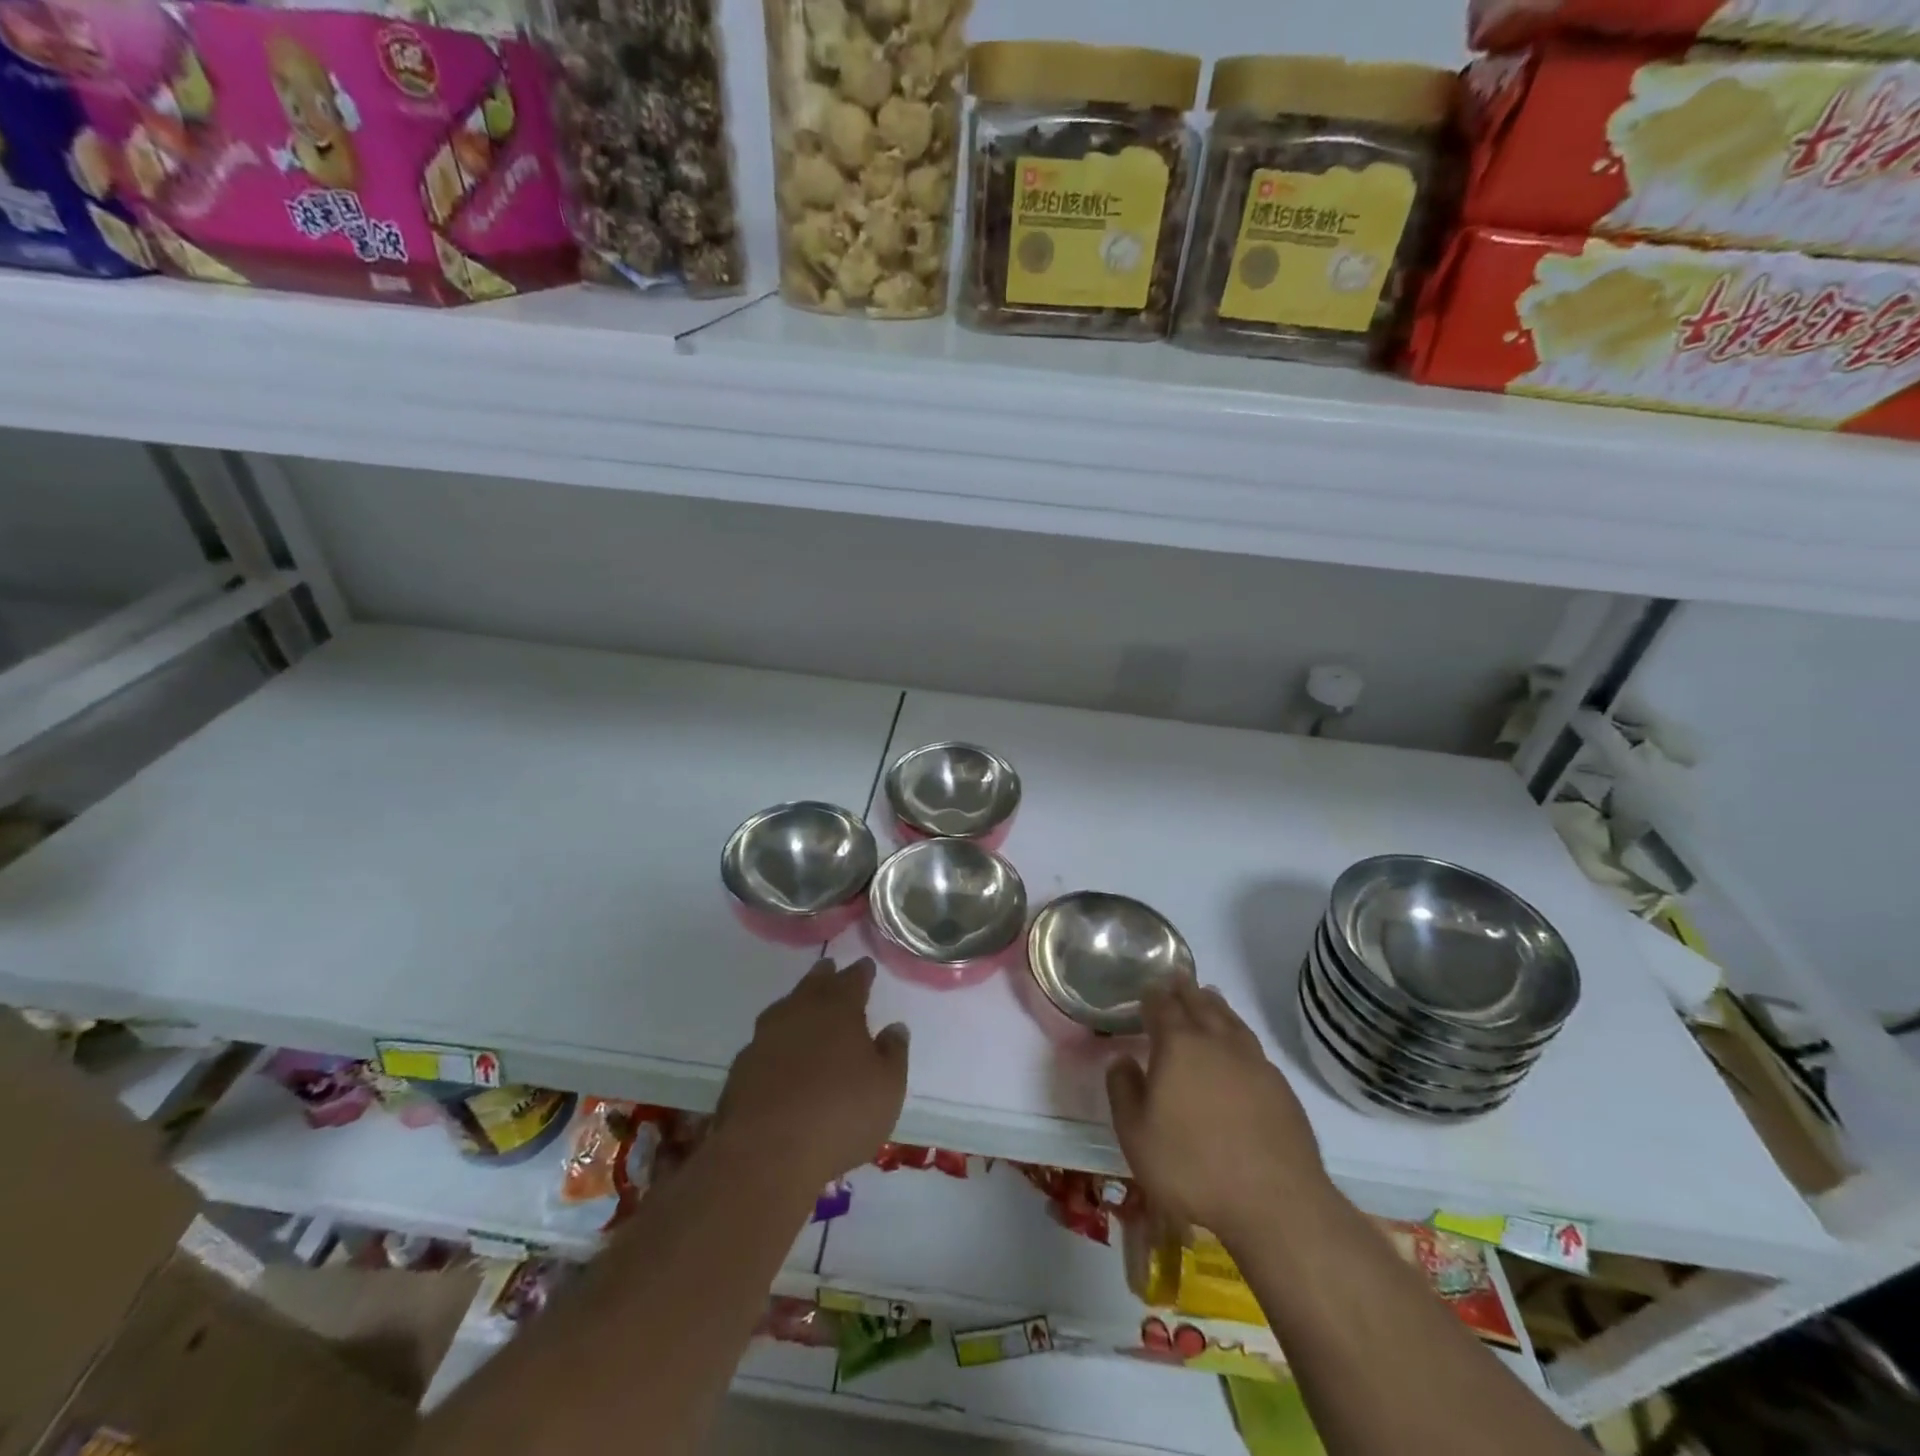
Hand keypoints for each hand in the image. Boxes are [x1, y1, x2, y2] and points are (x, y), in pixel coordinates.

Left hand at [716, 957, 908, 1186]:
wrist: (766, 1153)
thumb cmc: (840, 1114)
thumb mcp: (888, 1088)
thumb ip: (893, 1053)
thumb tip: (895, 1028)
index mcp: (839, 1009)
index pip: (853, 980)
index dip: (861, 973)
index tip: (866, 966)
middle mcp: (800, 1012)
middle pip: (814, 984)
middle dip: (824, 976)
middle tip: (830, 969)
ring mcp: (765, 1038)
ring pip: (785, 1008)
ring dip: (797, 1003)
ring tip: (804, 1007)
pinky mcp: (741, 1068)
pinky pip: (765, 1041)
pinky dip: (777, 1040)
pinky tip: (780, 1053)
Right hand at [1106, 976, 1334, 1243]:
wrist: (1275, 1202)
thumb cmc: (1192, 1166)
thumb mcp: (1136, 1134)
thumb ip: (1123, 1090)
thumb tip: (1122, 1058)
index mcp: (1178, 1046)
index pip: (1162, 1006)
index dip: (1153, 995)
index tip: (1147, 988)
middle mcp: (1217, 1042)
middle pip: (1200, 1004)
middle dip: (1185, 989)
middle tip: (1177, 977)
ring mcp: (1253, 1062)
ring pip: (1230, 1020)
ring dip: (1215, 1005)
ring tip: (1208, 996)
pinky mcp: (1280, 1086)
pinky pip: (1252, 1045)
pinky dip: (1238, 1034)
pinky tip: (1238, 1047)